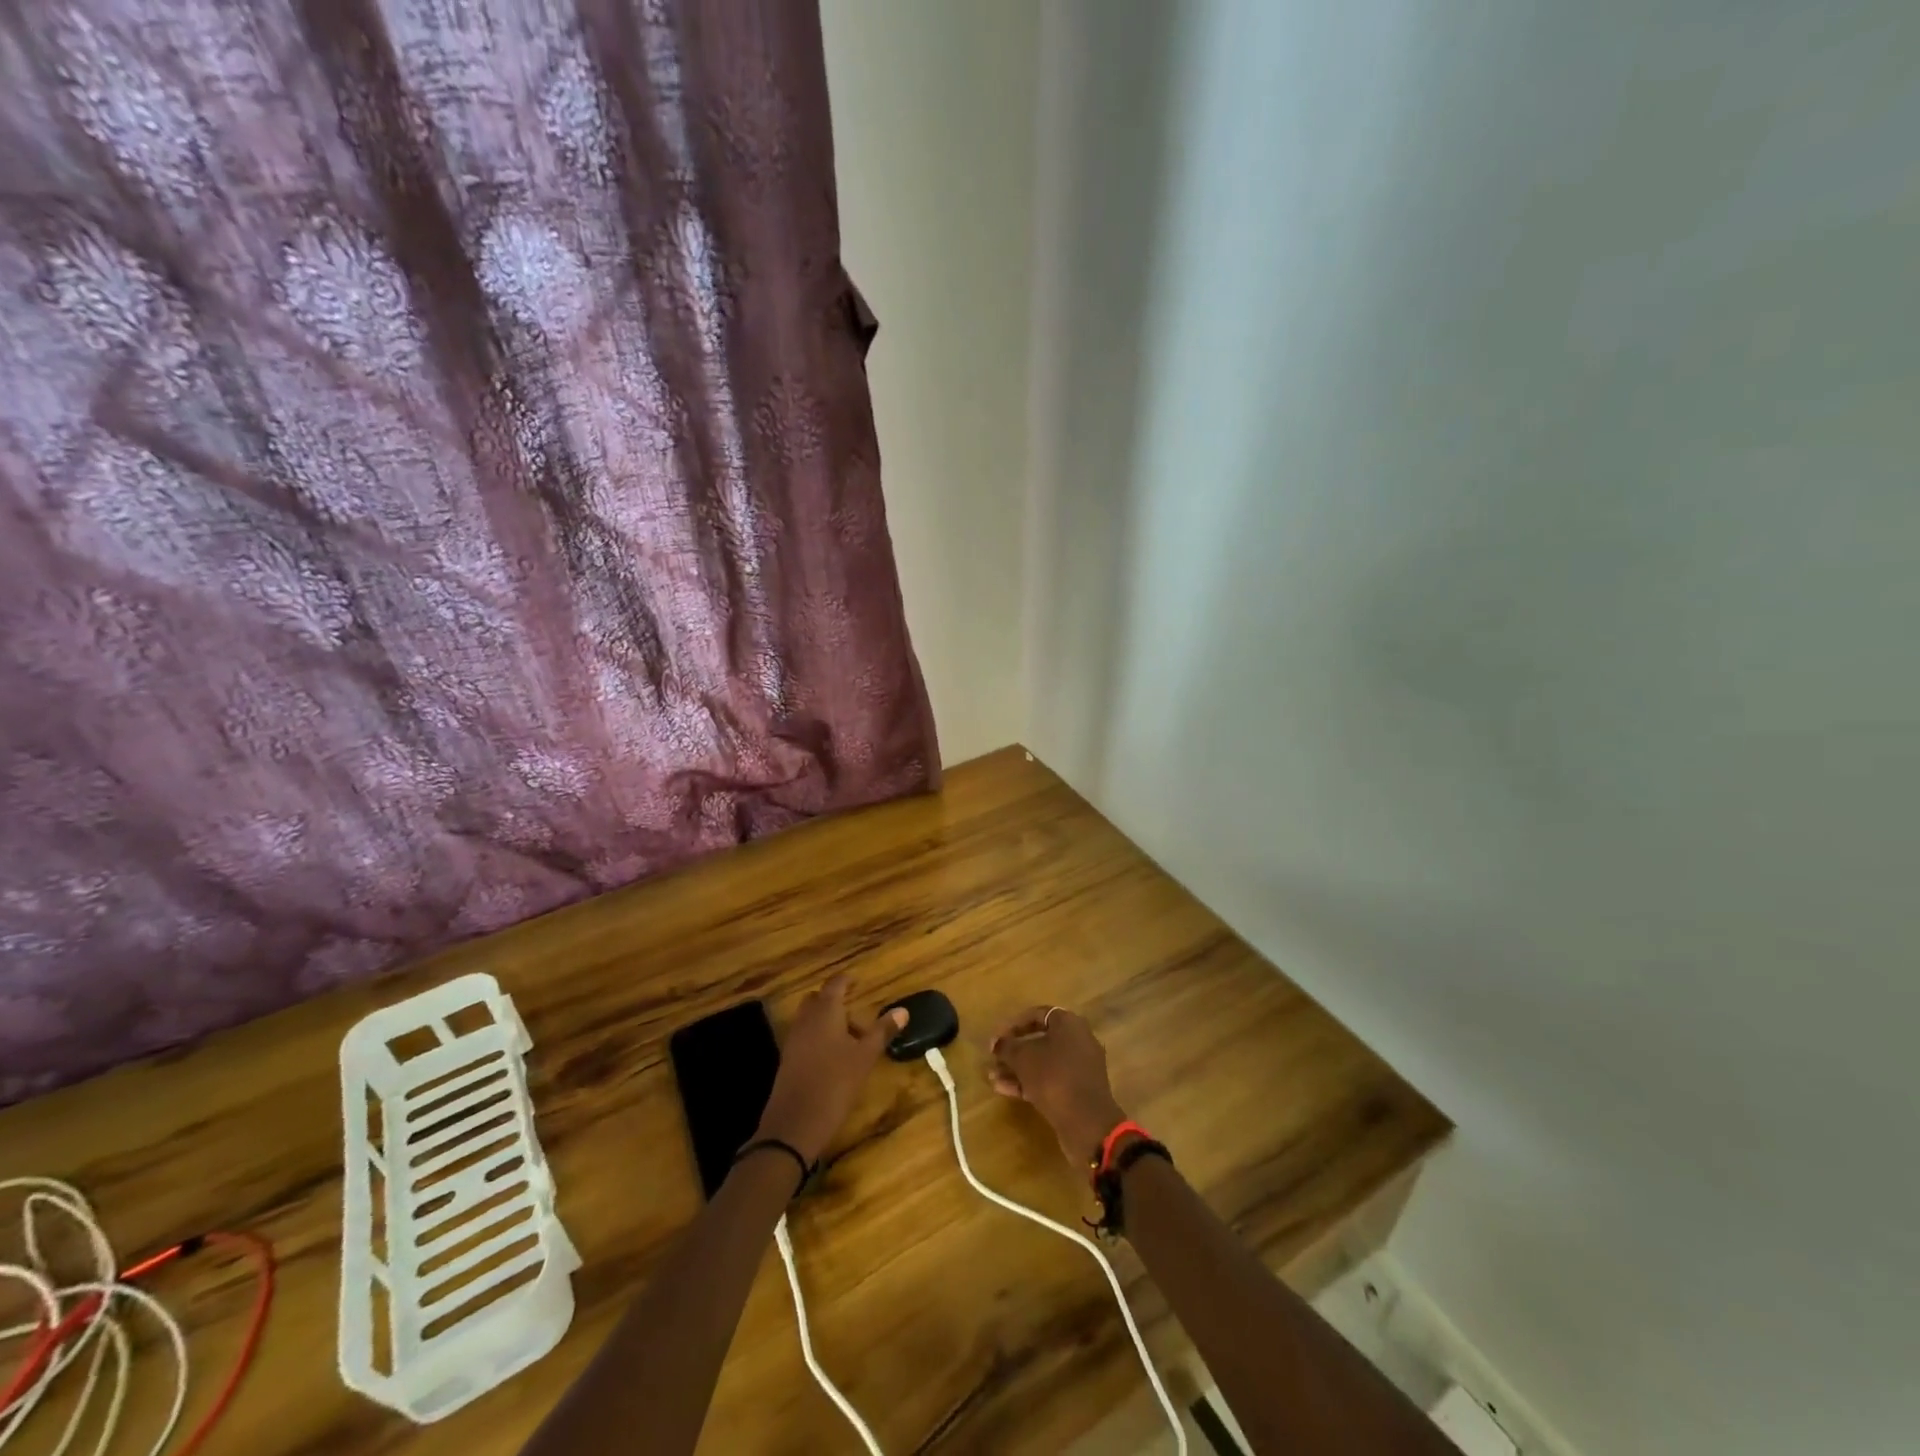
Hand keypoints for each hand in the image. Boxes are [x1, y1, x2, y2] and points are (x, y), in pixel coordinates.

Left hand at [755, 975, 907, 1163]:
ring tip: (850, 1039)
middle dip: (835, 1001)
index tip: (857, 980)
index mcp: (825, 1011)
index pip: (835, 984)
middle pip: (818, 1000)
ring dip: (827, 1021)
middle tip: (856, 1012)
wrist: (794, 1124)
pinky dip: (818, 1037)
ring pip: (810, 1019)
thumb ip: (882, 1031)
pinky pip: (804, 1036)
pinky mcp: (787, 1059)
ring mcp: (793, 1039)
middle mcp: (806, 1019)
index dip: (846, 980)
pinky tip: (833, 1058)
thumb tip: (903, 1010)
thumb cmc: (835, 1083)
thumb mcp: (865, 1057)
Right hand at [988, 1006, 1128, 1166]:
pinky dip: (1029, 1082)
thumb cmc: (1053, 1077)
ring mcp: (1080, 1067)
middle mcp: (1078, 1040)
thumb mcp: (1023, 1058)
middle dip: (1014, 1051)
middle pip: (1040, 1040)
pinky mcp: (1078, 1091)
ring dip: (1018, 1069)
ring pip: (1044, 1062)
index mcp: (1069, 1024)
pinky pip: (1051, 1080)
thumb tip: (997, 1043)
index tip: (996, 1039)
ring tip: (993, 1077)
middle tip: (994, 1059)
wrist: (1086, 1122)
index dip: (1013, 1025)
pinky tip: (1005, 1090)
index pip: (1037, 1014)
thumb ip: (1007, 1047)